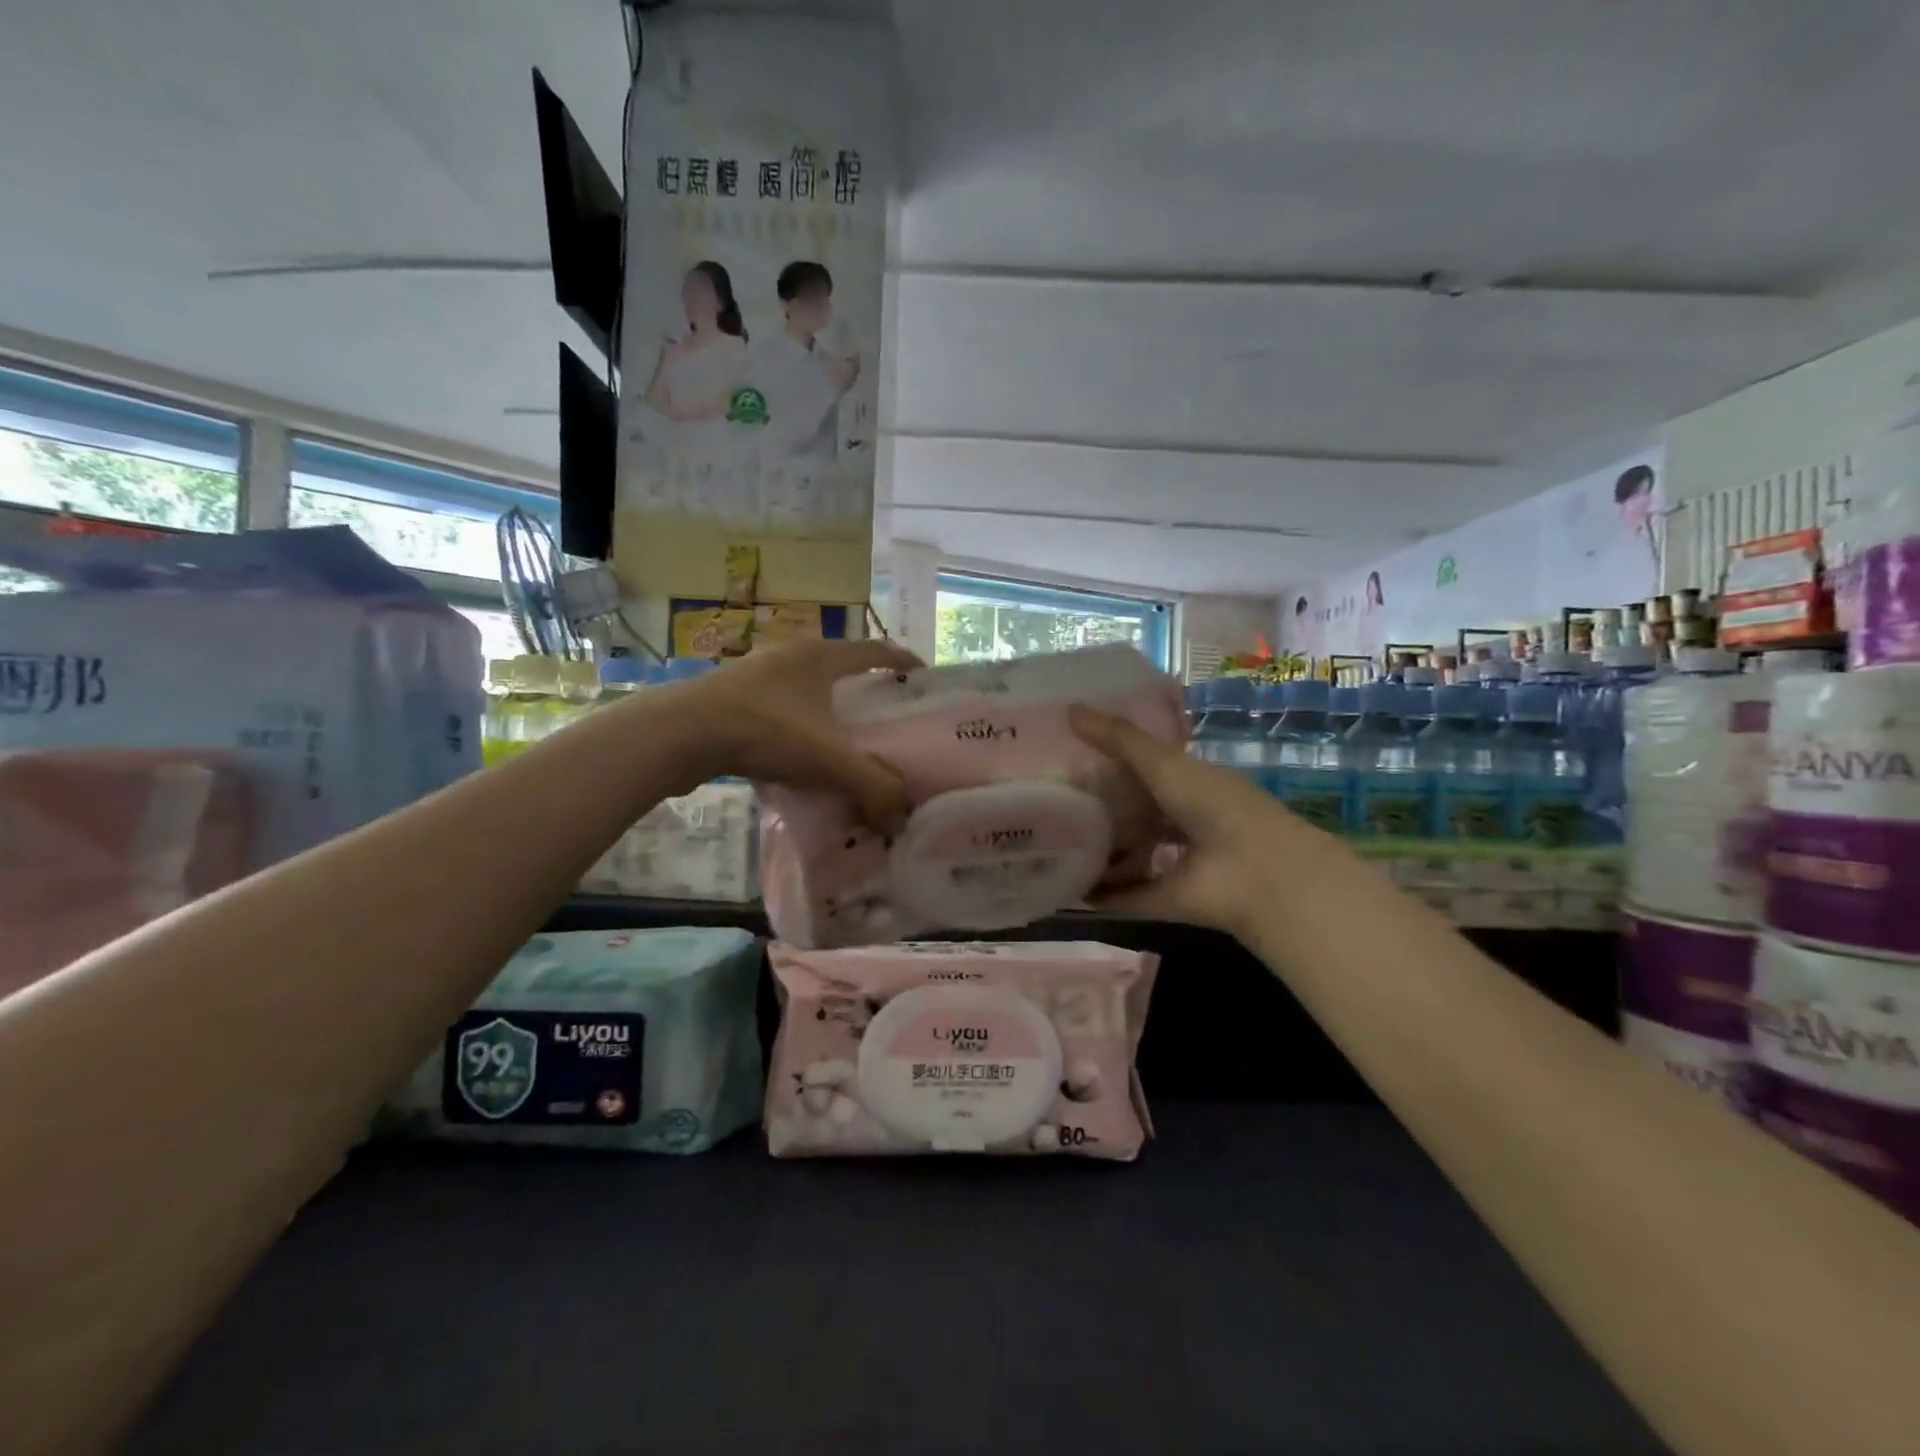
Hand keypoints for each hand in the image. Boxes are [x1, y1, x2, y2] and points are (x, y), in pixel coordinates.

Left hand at [681, 640, 921, 826]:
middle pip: (842, 667)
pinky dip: (799, 726)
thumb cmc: (766, 732)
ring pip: (808, 689)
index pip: (876, 650)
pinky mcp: (732, 697)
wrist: (681, 734)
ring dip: (829, 710)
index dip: (904, 662)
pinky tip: (799, 756)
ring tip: (845, 741)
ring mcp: (758, 674)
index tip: (925, 679)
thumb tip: (901, 818)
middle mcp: (792, 655)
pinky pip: (781, 707)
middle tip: (888, 721)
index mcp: (822, 656)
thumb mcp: (830, 761)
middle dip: (867, 690)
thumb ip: (874, 788)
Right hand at [1069, 705, 1334, 937]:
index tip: (1065, 767)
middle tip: (1051, 810)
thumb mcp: (1162, 763)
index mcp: (1189, 784)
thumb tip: (1068, 709)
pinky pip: (1130, 895)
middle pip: (1135, 816)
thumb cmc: (1213, 805)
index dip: (1109, 768)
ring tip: (1053, 849)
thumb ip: (1118, 739)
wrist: (1256, 871)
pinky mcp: (1169, 899)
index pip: (1143, 772)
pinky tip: (1068, 890)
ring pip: (1132, 856)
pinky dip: (1104, 895)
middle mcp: (1184, 822)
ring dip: (1099, 855)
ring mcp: (1178, 863)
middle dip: (1099, 813)